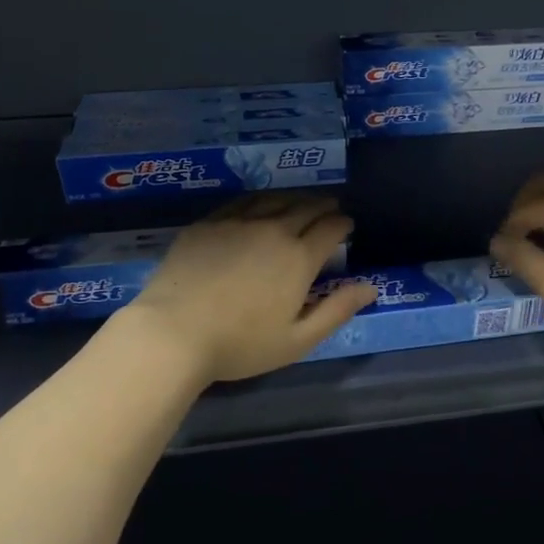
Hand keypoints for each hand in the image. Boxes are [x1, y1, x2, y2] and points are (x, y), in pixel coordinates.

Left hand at [124, 195, 378, 382]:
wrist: (172, 332)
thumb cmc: (240, 344)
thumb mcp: (298, 340)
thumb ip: (337, 310)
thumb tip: (371, 287)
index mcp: (299, 257)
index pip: (331, 228)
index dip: (343, 224)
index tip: (347, 226)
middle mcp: (273, 229)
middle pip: (306, 207)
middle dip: (323, 205)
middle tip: (330, 208)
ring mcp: (237, 222)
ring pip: (274, 199)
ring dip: (293, 199)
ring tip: (300, 203)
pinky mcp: (208, 224)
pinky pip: (241, 203)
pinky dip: (260, 201)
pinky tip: (258, 207)